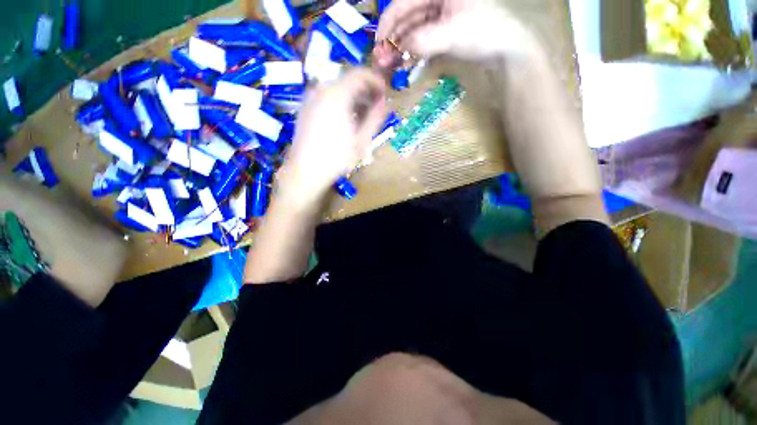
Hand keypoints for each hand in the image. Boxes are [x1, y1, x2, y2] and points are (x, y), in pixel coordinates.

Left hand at [278, 69, 387, 207]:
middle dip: (365, 90)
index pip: (360, 74)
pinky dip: (340, 102)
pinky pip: (326, 97)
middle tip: (376, 106)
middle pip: (348, 80)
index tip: (385, 93)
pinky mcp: (305, 108)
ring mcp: (310, 98)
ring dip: (353, 97)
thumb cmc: (337, 157)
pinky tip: (345, 119)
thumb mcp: (362, 140)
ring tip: (363, 115)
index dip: (376, 81)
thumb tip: (384, 103)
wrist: (305, 171)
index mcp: (337, 94)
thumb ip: (375, 118)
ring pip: (336, 88)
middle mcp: (321, 89)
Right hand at [375, 0, 541, 65]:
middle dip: (393, 40)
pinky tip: (403, 63)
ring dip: (400, 48)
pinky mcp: (442, 31)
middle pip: (406, 18)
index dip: (388, 24)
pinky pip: (421, 40)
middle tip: (381, 62)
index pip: (404, 3)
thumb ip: (422, 41)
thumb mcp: (451, 34)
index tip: (378, 46)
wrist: (505, 50)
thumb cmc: (483, 32)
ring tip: (389, 66)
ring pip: (412, 30)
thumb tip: (398, 52)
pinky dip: (412, 52)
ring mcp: (439, 16)